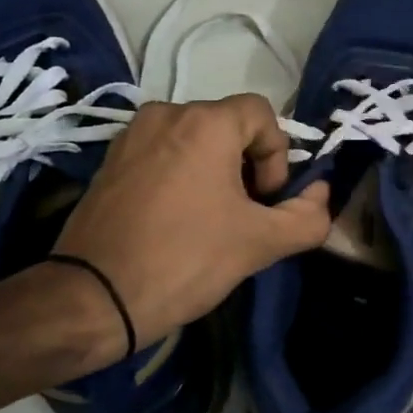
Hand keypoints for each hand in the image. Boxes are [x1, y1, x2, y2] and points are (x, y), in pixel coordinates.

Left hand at [46, 96, 331, 373]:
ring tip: (210, 220)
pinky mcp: (110, 161)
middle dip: (247, 166)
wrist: (91, 298)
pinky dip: (181, 176)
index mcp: (205, 122)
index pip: (262, 115)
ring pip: (195, 141)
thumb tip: (321, 194)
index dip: (277, 156)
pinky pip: (163, 154)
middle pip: (228, 126)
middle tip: (243, 215)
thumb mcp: (260, 242)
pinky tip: (175, 221)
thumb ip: (307, 216)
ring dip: (215, 172)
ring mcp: (132, 135)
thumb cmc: (184, 259)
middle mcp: (166, 113)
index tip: (265, 201)